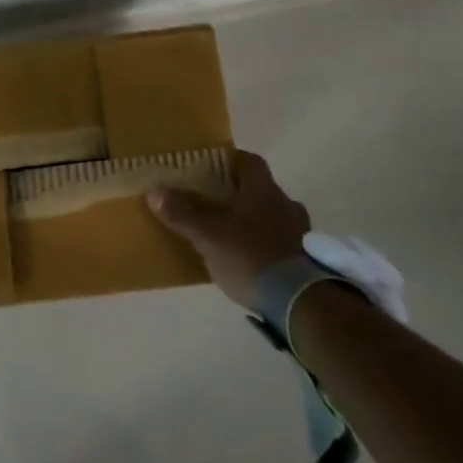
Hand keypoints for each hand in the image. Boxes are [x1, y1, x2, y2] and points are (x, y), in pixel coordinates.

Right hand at [148, 151, 310, 312]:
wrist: (301, 302)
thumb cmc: (251, 258)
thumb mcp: (208, 236)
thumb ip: (182, 214)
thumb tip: (155, 191)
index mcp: (263, 190)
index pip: (249, 161)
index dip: (229, 160)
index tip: (210, 167)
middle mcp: (286, 204)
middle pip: (260, 189)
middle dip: (238, 194)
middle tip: (214, 202)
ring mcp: (301, 232)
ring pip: (273, 216)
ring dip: (254, 221)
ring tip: (231, 234)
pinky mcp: (307, 259)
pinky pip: (282, 242)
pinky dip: (266, 245)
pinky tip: (250, 259)